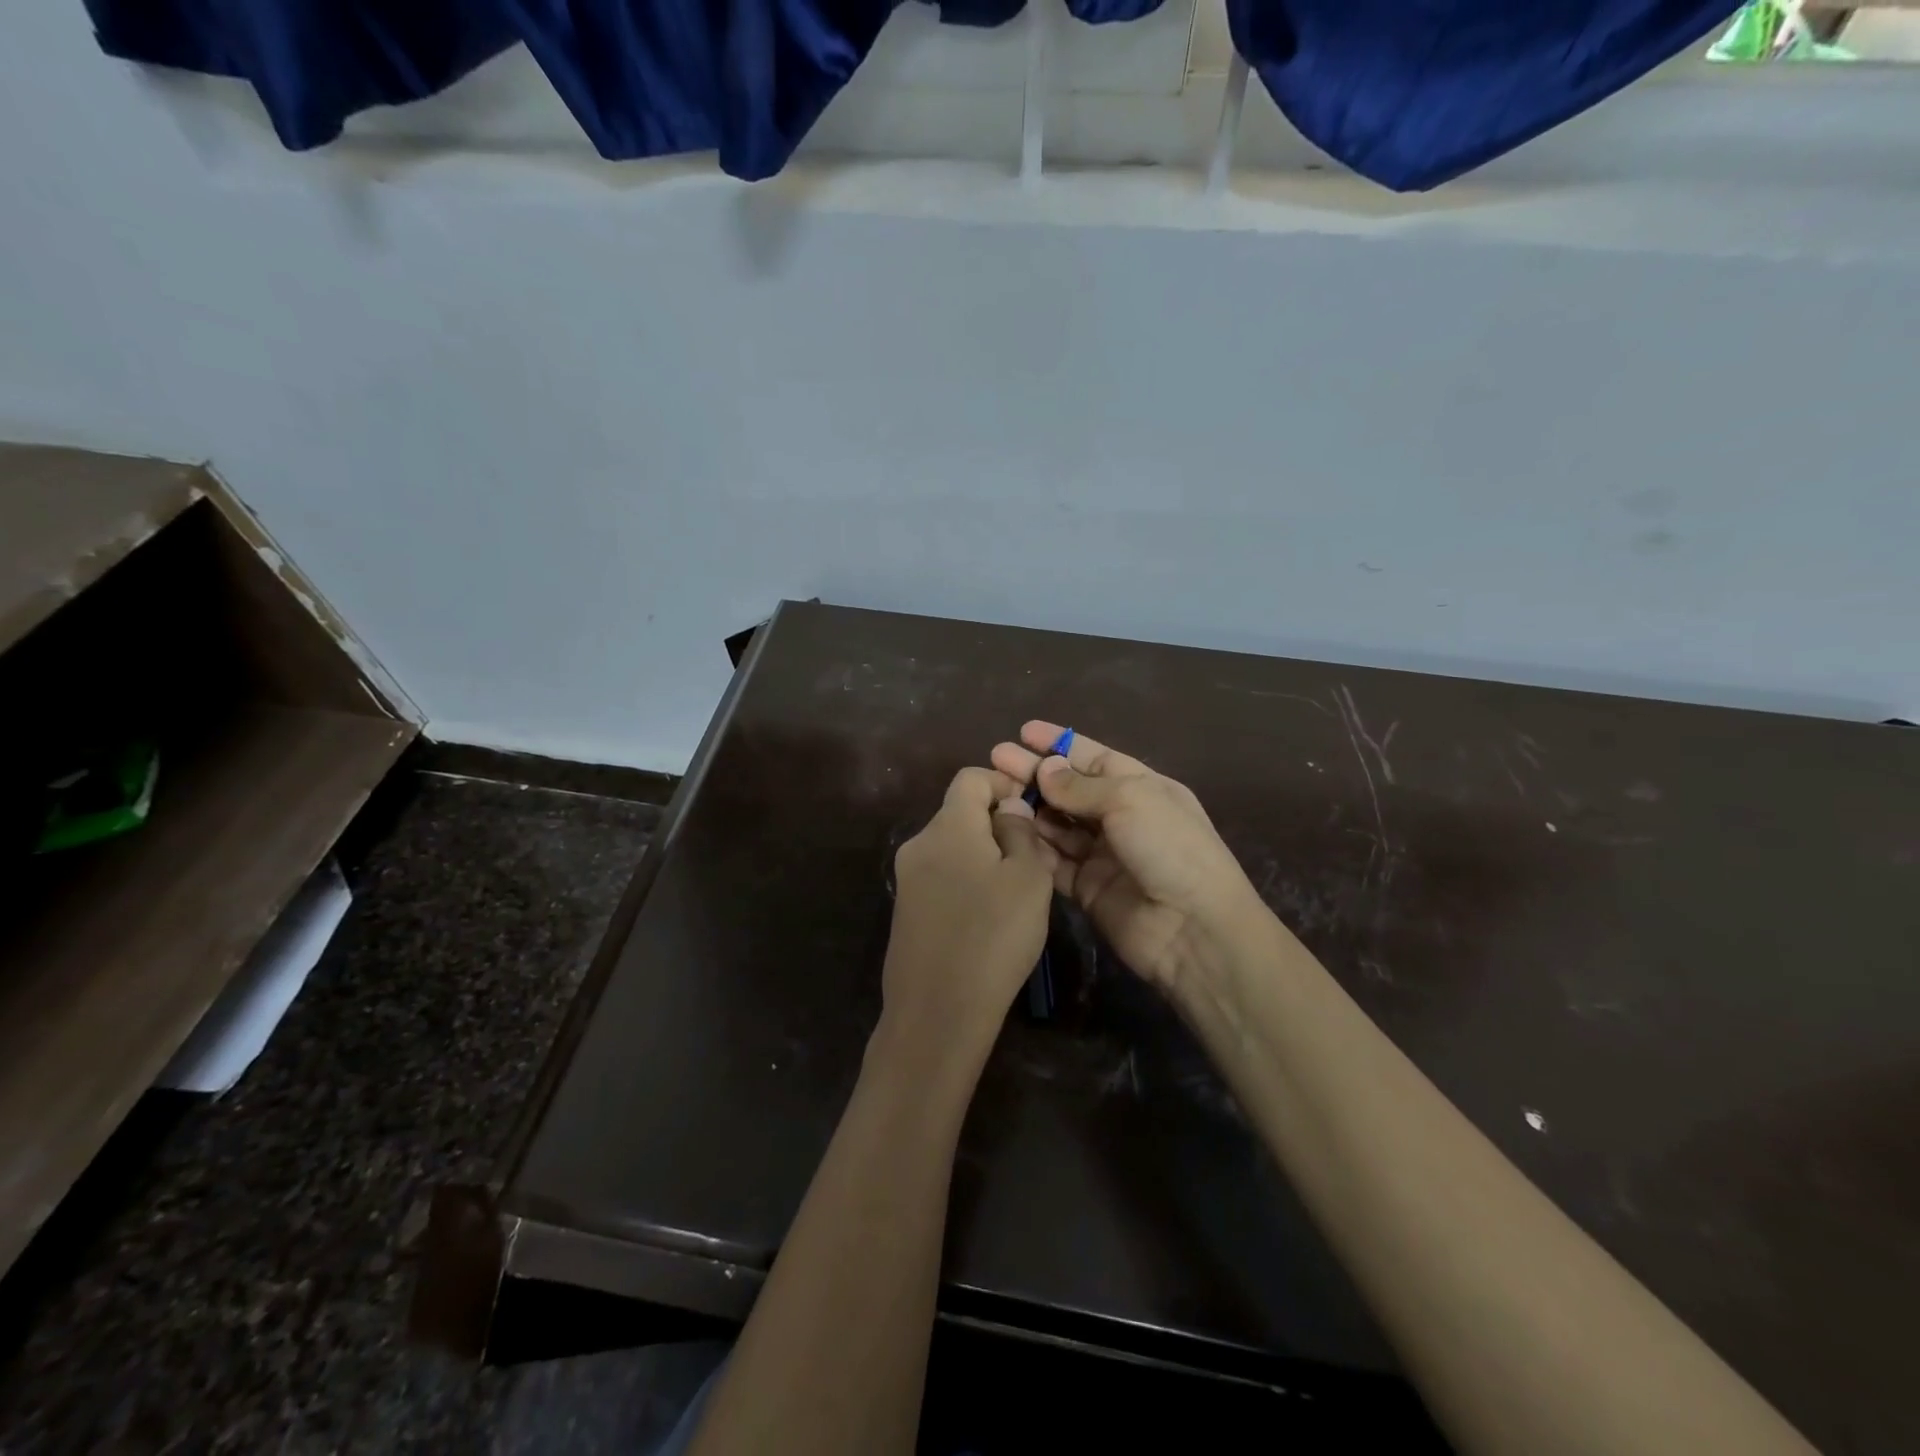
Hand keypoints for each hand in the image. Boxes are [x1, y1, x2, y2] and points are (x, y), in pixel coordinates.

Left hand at [880, 766, 1058, 1070]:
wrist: (937, 1013)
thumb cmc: (993, 937)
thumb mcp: (1029, 879)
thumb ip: (1021, 832)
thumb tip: (1008, 809)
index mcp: (948, 826)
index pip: (970, 778)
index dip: (1003, 783)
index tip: (1031, 810)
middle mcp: (919, 843)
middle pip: (960, 813)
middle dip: (998, 825)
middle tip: (1034, 858)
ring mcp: (907, 879)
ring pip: (952, 847)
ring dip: (984, 855)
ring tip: (1017, 892)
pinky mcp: (905, 910)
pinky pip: (941, 877)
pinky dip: (966, 881)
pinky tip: (988, 917)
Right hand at [990, 722, 1261, 997]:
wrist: (1193, 929)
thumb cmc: (1169, 848)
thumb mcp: (1129, 799)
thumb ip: (1080, 786)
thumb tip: (1044, 768)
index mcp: (1141, 787)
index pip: (1093, 758)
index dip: (1059, 743)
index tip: (1023, 732)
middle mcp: (1121, 817)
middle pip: (1070, 789)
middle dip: (1035, 773)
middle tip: (996, 758)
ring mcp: (1103, 854)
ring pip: (1057, 825)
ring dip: (1030, 808)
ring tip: (996, 793)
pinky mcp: (1086, 888)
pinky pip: (1053, 862)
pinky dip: (1032, 846)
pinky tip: (1006, 830)